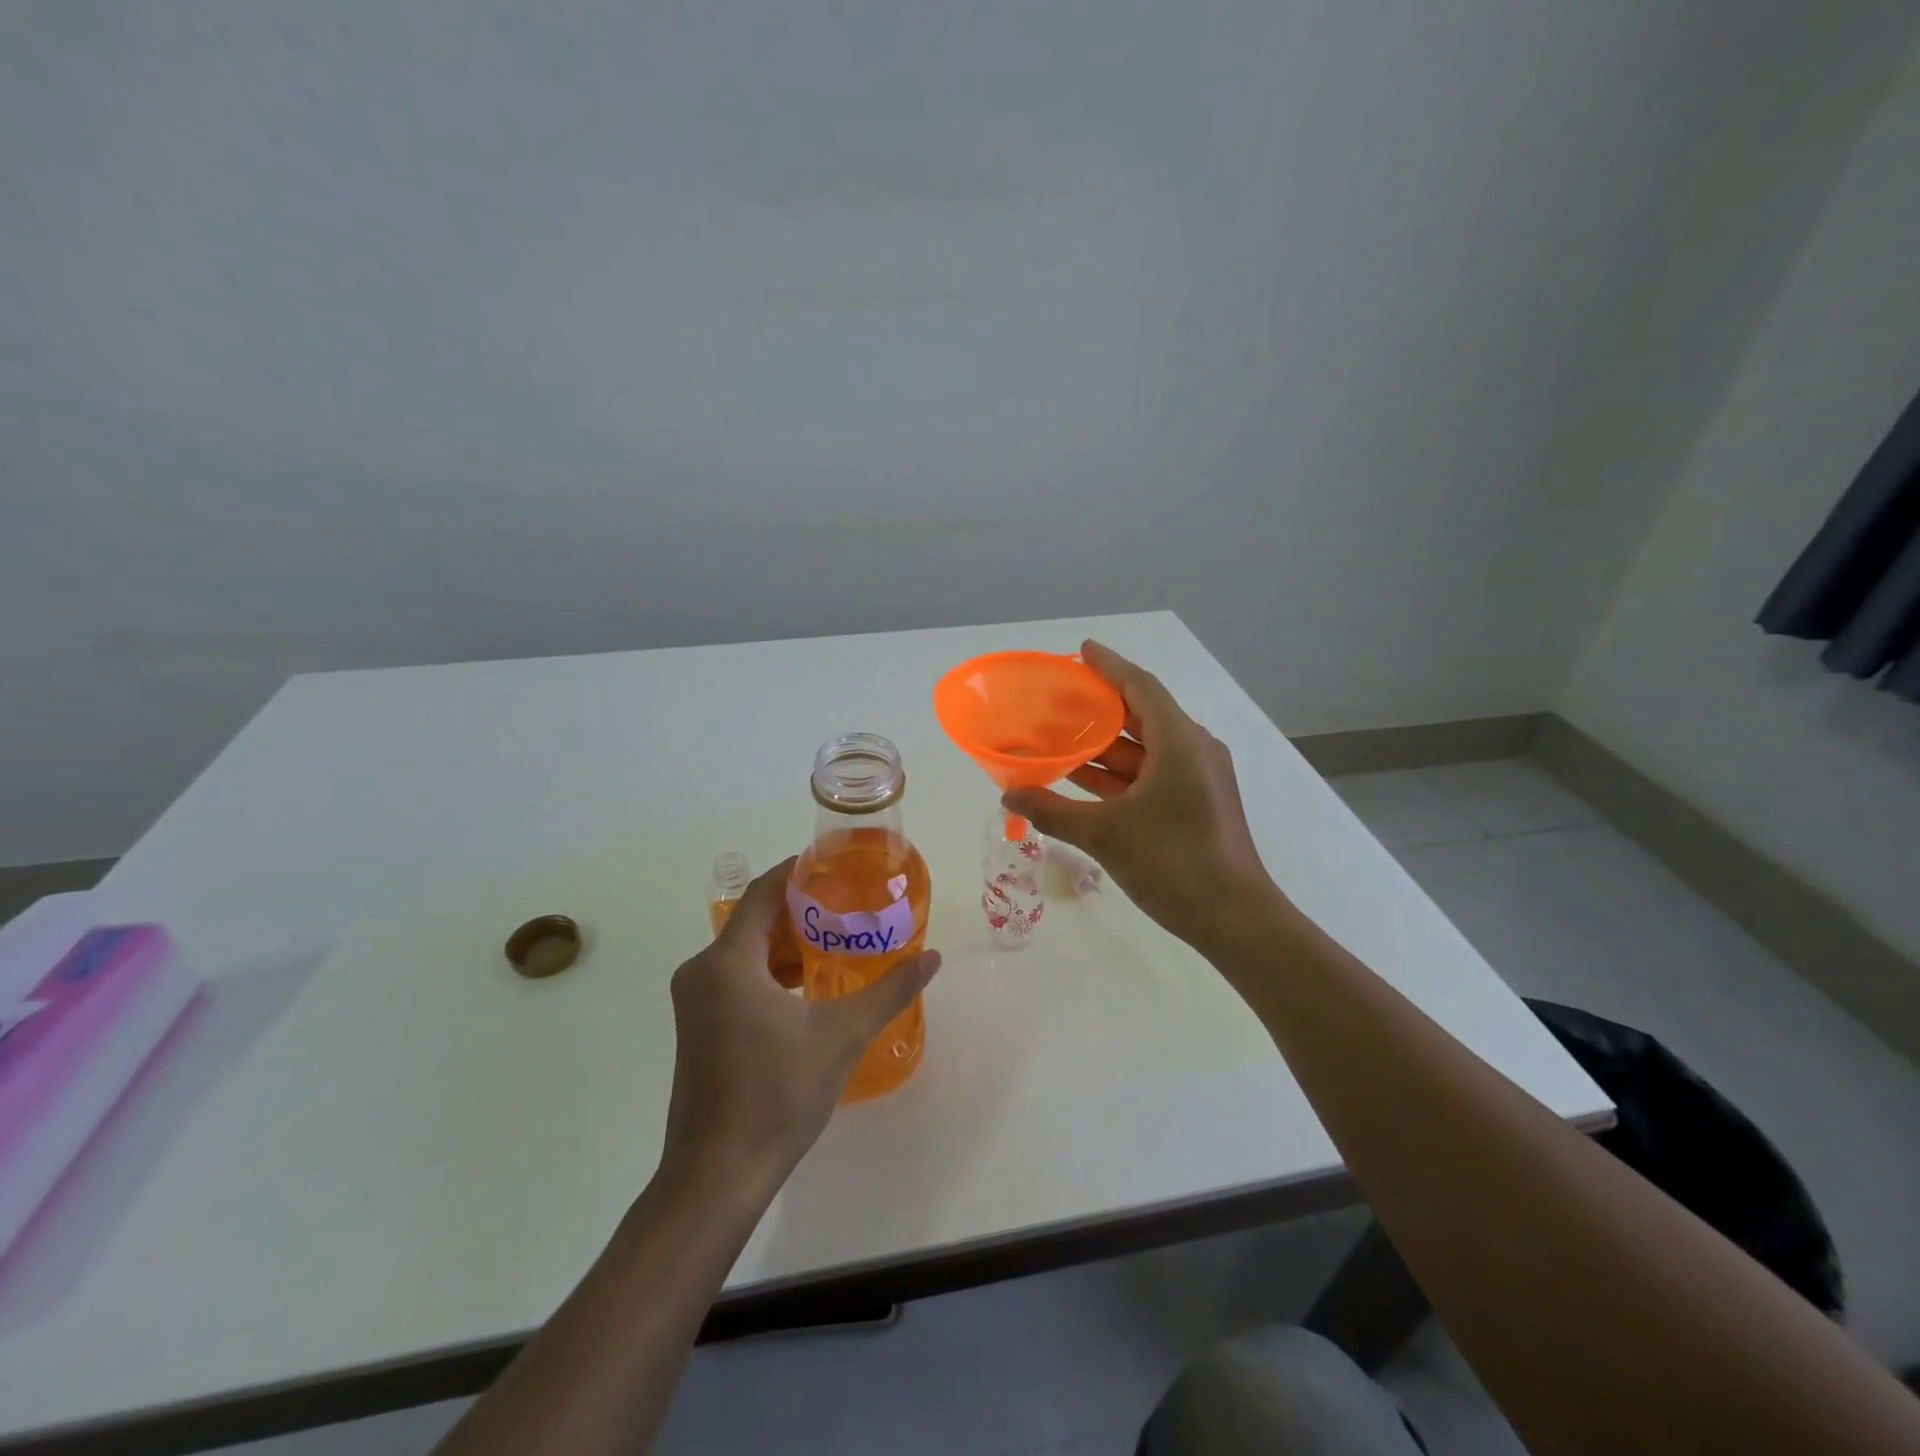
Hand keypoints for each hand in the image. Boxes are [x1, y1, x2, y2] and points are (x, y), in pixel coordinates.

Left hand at [659, 858, 940, 1195]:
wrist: (717, 1176)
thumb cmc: (777, 1095)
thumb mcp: (842, 1035)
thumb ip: (889, 990)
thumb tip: (931, 958)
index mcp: (727, 962)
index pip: (762, 893)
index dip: (797, 872)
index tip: (835, 865)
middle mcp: (702, 972)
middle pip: (754, 920)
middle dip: (800, 909)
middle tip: (849, 904)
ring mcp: (694, 1002)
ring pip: (745, 951)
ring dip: (787, 943)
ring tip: (837, 940)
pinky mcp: (697, 1026)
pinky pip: (736, 978)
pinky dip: (770, 971)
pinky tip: (809, 985)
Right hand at [1002, 641, 1272, 949]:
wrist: (1235, 920)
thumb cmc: (1173, 864)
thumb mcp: (1105, 834)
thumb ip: (1052, 810)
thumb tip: (1008, 796)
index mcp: (1180, 742)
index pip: (1140, 687)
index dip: (1109, 666)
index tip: (1081, 650)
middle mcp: (1193, 751)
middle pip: (1143, 715)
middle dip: (1100, 707)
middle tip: (1058, 700)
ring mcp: (1198, 780)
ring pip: (1145, 749)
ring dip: (1106, 746)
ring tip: (1060, 739)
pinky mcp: (1196, 805)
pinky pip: (1152, 775)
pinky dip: (1119, 774)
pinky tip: (1083, 781)